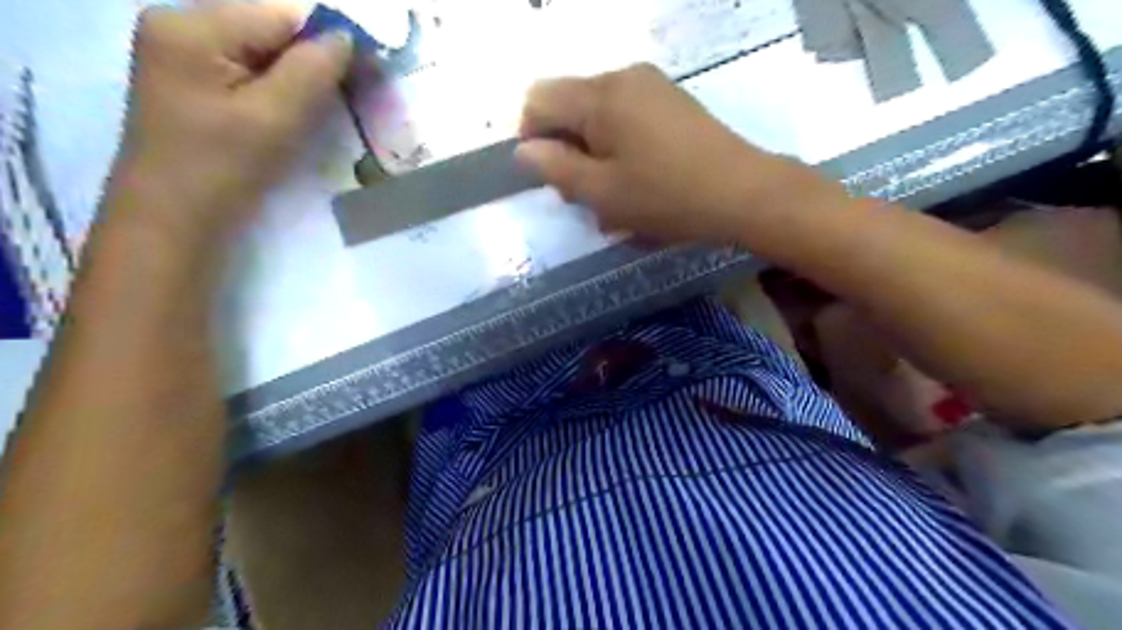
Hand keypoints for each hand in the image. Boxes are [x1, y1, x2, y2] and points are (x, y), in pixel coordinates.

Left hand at [106, 3, 348, 240]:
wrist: (174, 220)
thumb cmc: (223, 169)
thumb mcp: (276, 118)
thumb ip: (313, 70)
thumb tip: (347, 37)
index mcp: (192, 26)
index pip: (281, 15)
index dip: (329, 40)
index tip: (367, 74)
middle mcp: (181, 27)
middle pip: (269, 30)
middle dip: (313, 61)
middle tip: (347, 98)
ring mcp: (183, 55)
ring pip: (263, 53)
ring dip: (299, 78)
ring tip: (322, 111)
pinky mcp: (193, 82)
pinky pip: (249, 72)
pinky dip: (280, 90)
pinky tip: (293, 115)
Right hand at [516, 64, 831, 242]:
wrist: (743, 193)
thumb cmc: (666, 197)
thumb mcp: (602, 192)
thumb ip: (555, 168)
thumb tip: (524, 150)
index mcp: (600, 95)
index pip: (538, 99)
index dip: (531, 137)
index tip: (550, 177)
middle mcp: (623, 77)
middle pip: (569, 105)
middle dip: (565, 149)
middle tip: (583, 195)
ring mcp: (651, 86)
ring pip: (598, 115)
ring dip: (593, 154)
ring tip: (613, 194)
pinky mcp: (671, 102)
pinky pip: (626, 118)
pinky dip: (618, 148)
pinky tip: (636, 180)